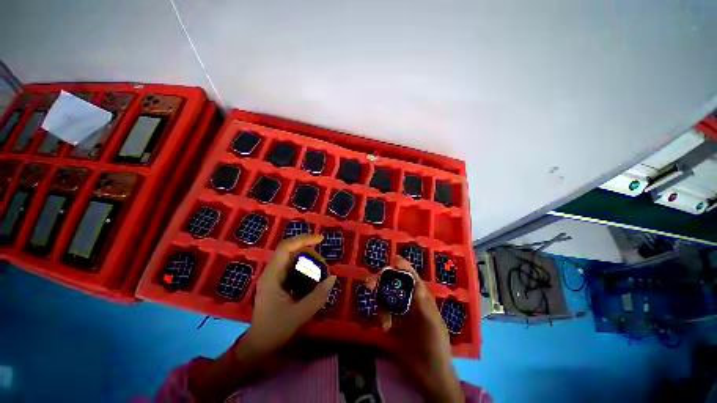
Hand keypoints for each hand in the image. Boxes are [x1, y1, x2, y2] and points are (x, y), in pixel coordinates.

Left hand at [244, 234, 336, 354]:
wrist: (260, 344)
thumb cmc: (276, 329)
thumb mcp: (300, 314)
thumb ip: (318, 295)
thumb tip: (332, 277)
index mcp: (272, 276)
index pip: (286, 247)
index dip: (303, 239)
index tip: (320, 239)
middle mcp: (272, 271)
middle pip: (292, 251)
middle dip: (310, 253)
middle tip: (324, 266)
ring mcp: (274, 275)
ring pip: (294, 258)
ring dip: (309, 260)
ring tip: (321, 271)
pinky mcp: (278, 281)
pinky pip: (294, 266)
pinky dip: (306, 267)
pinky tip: (314, 277)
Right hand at [366, 256, 462, 402]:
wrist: (429, 373)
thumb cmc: (436, 344)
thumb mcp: (432, 321)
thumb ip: (423, 301)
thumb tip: (413, 280)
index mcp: (421, 297)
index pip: (410, 276)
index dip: (402, 267)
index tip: (393, 260)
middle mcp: (409, 300)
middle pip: (393, 283)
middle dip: (382, 280)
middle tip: (369, 283)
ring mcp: (399, 311)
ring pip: (385, 296)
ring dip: (380, 300)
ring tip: (383, 317)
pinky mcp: (391, 322)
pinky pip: (382, 311)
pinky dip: (381, 315)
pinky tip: (386, 327)